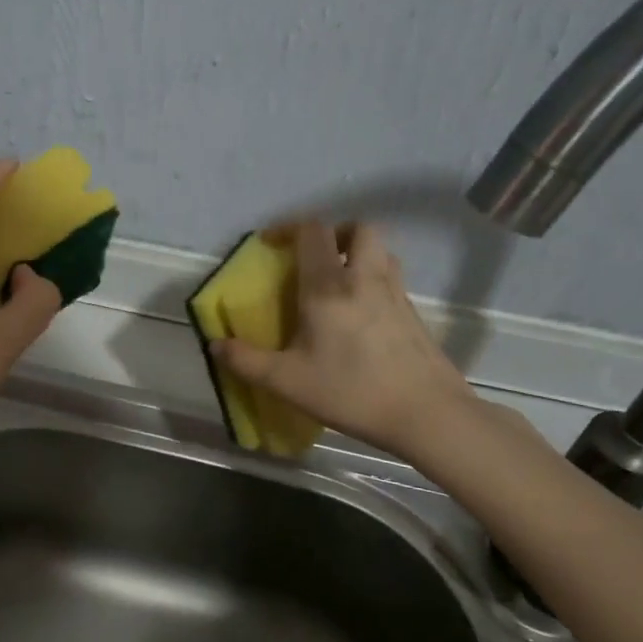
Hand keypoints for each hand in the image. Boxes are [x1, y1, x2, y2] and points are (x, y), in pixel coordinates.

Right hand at [211, 221, 478, 460]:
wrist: (426, 413)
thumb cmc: (351, 392)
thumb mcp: (286, 382)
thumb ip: (246, 361)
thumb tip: (216, 344)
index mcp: (328, 287)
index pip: (312, 231)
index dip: (288, 227)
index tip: (270, 244)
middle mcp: (364, 278)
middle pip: (358, 228)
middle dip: (333, 234)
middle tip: (314, 259)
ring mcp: (395, 293)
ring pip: (380, 251)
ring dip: (357, 253)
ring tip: (338, 282)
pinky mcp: (414, 313)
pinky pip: (391, 278)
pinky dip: (373, 280)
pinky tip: (360, 315)